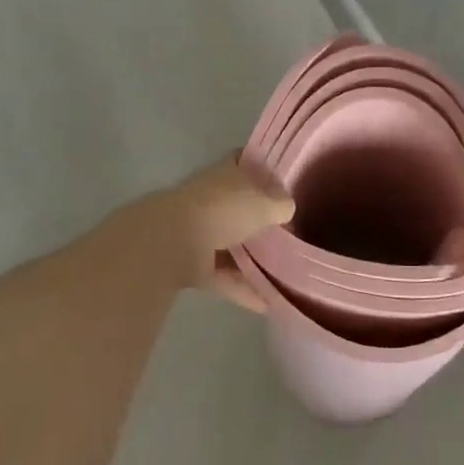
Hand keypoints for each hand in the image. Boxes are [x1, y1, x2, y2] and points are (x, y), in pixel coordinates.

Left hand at [128, 154, 292, 304]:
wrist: (173, 242)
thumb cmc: (223, 209)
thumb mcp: (263, 201)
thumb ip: (280, 203)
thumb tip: (287, 208)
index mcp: (226, 173)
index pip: (245, 161)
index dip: (263, 166)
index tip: (284, 179)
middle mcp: (212, 198)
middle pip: (240, 204)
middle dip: (260, 216)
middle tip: (290, 230)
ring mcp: (199, 230)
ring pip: (231, 241)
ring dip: (252, 256)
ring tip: (283, 270)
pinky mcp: (193, 263)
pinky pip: (224, 274)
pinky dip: (243, 287)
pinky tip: (268, 303)